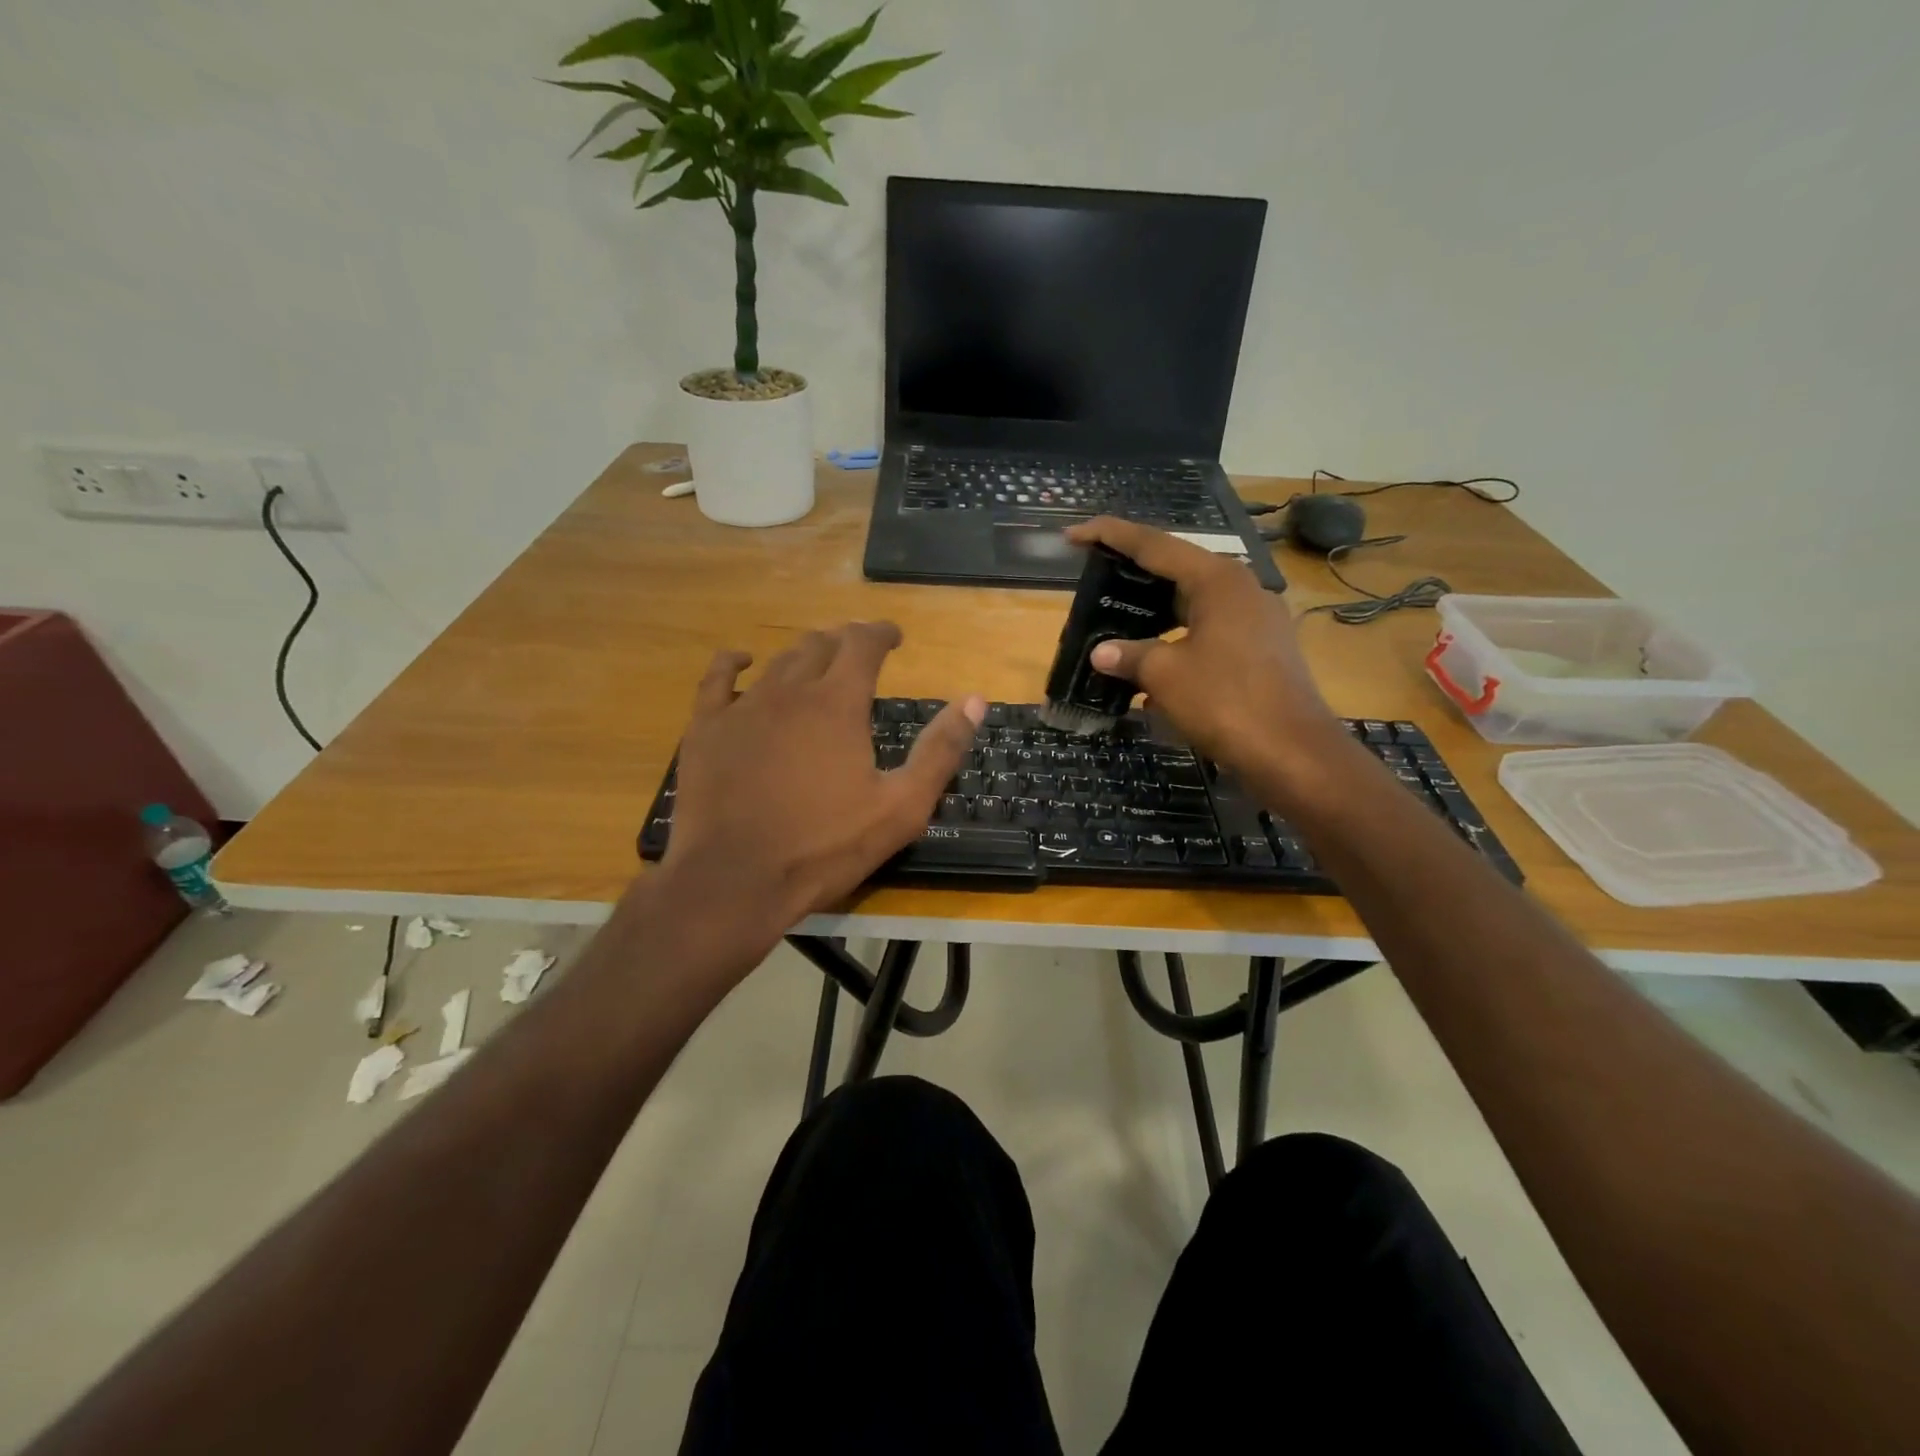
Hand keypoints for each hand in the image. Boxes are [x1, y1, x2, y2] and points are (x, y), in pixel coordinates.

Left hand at [663, 623, 984, 942]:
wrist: (734, 880)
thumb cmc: (825, 847)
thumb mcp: (901, 807)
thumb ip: (940, 750)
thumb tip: (975, 700)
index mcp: (838, 703)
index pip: (863, 644)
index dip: (881, 633)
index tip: (894, 637)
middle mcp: (790, 690)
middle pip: (820, 645)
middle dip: (844, 641)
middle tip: (858, 652)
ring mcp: (742, 707)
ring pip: (777, 662)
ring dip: (802, 655)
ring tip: (816, 662)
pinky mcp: (706, 729)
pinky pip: (717, 679)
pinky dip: (733, 663)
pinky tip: (742, 660)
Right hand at [1065, 517, 1347, 782]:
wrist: (1293, 753)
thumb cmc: (1226, 702)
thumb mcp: (1166, 675)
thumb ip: (1130, 655)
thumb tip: (1101, 652)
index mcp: (1217, 580)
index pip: (1154, 545)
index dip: (1110, 536)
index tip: (1074, 534)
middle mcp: (1241, 589)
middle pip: (1177, 569)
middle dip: (1134, 572)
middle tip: (1094, 573)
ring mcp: (1256, 619)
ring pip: (1193, 602)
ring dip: (1155, 610)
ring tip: (1117, 615)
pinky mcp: (1261, 649)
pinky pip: (1208, 630)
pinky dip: (1176, 637)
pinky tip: (1152, 659)